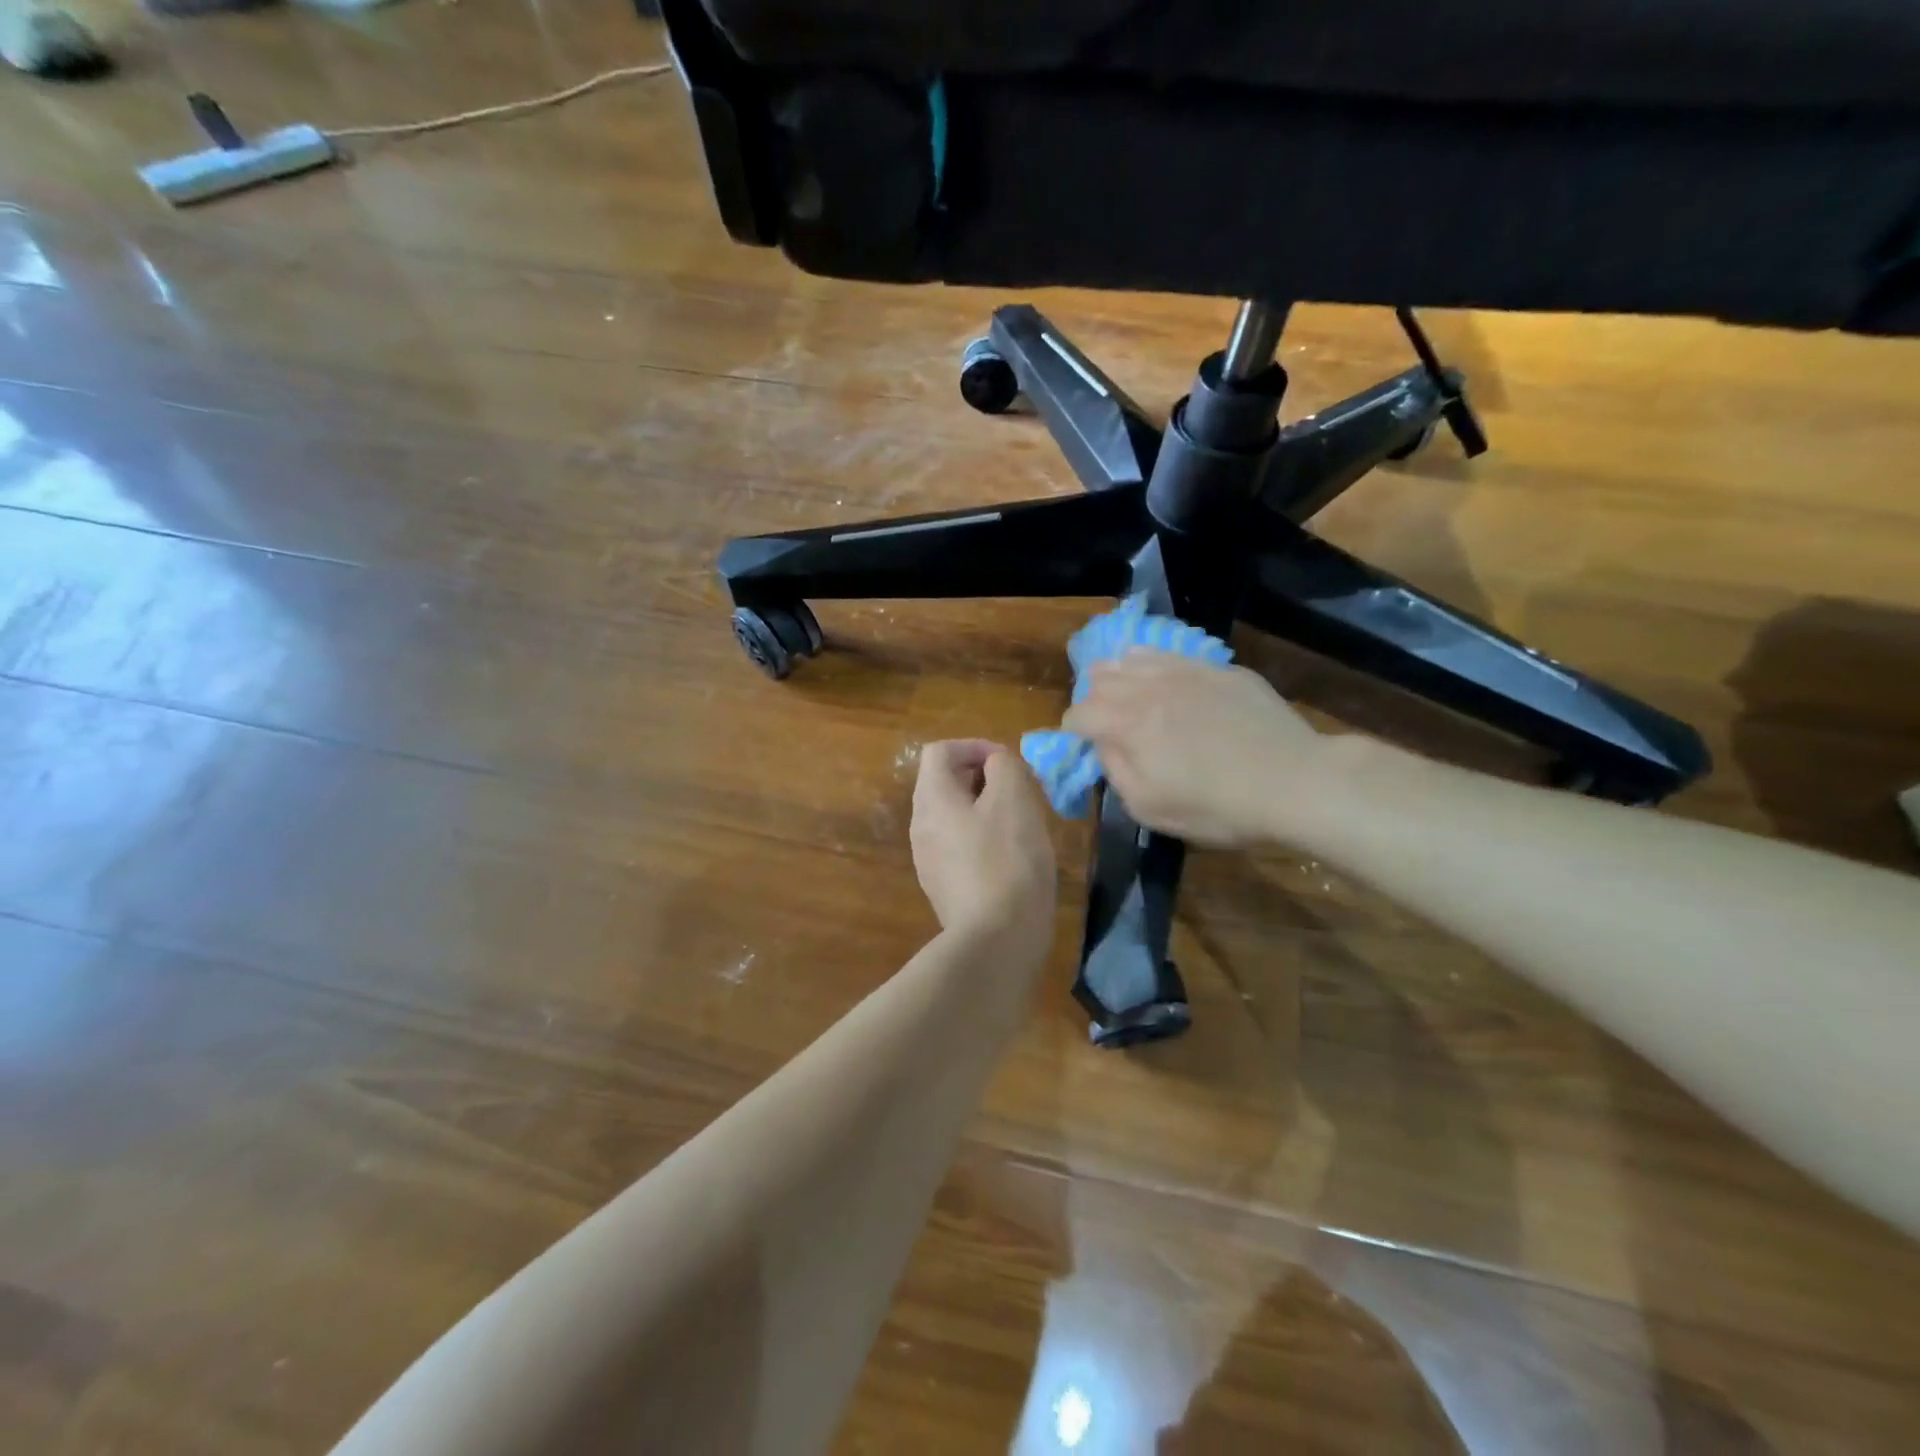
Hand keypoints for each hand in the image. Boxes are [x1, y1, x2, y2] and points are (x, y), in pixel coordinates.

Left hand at [910, 740, 1056, 948]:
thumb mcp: (1014, 798)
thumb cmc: (1007, 859)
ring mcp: (928, 859)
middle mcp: (921, 825)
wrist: (997, 939)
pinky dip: (981, 837)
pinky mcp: (943, 886)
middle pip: (944, 783)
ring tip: (1020, 821)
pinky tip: (1011, 856)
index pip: (940, 751)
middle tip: (1019, 790)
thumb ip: (1004, 767)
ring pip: (953, 815)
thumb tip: (995, 764)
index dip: (974, 746)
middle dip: (982, 777)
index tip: (1008, 762)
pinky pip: (959, 846)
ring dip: (984, 808)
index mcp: (932, 799)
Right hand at [1063, 650, 1329, 845]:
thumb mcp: (1149, 808)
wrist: (1295, 782)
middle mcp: (1148, 687)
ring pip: (1133, 656)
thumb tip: (1102, 745)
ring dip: (1120, 676)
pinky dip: (1156, 666)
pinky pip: (1172, 655)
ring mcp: (1186, 671)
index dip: (1072, 731)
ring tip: (1129, 696)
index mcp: (1126, 723)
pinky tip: (1167, 683)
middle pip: (1100, 677)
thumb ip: (1115, 771)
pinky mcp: (1219, 669)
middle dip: (1093, 698)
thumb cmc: (1217, 807)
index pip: (1078, 714)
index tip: (1083, 747)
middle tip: (1106, 722)